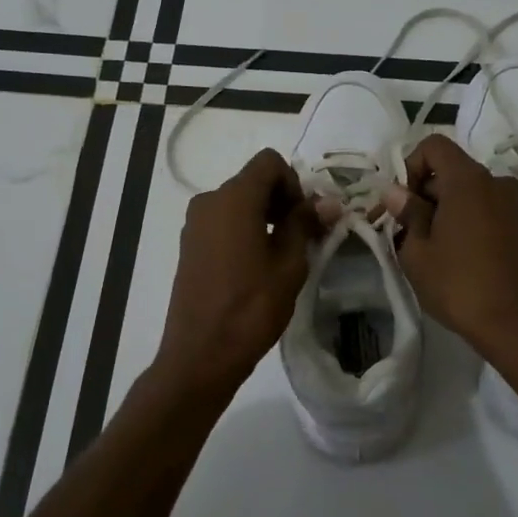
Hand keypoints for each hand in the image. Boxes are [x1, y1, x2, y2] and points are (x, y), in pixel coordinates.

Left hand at [153, 148, 318, 399]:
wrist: (201, 353)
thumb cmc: (251, 308)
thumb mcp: (289, 265)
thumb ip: (305, 225)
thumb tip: (328, 202)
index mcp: (233, 198)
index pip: (269, 162)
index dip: (294, 183)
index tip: (304, 218)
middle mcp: (209, 201)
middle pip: (253, 181)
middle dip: (282, 200)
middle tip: (303, 237)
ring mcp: (194, 224)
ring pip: (238, 202)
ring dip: (264, 216)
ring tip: (282, 254)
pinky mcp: (189, 245)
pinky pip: (222, 222)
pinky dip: (244, 230)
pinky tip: (257, 265)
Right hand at [383, 134, 517, 354]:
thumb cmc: (461, 284)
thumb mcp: (418, 253)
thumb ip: (407, 214)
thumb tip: (395, 192)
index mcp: (468, 180)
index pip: (434, 146)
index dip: (410, 166)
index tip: (401, 202)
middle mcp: (497, 182)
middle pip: (451, 172)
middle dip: (425, 195)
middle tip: (407, 233)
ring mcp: (516, 205)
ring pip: (470, 195)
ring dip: (447, 212)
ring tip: (432, 251)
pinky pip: (488, 212)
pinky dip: (469, 224)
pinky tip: (459, 259)